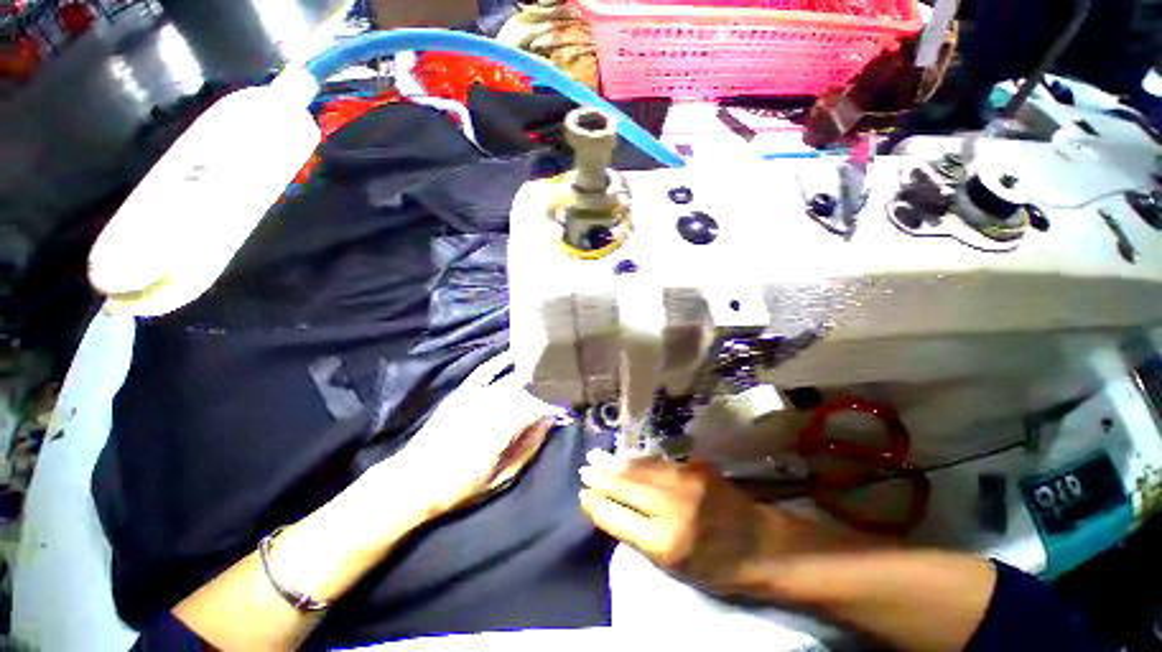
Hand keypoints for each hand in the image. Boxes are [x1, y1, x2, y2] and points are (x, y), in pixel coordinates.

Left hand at [366, 354, 555, 518]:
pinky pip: (484, 371)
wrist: (413, 481)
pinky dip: (500, 361)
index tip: (567, 400)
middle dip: (545, 386)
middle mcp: (488, 409)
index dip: (554, 401)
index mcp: (499, 433)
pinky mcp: (461, 393)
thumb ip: (528, 448)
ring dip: (530, 374)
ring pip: (509, 380)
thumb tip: (549, 423)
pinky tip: (514, 355)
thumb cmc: (459, 487)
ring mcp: (473, 398)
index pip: (535, 407)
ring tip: (546, 370)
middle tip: (561, 385)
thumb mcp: (500, 478)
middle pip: (525, 390)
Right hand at [579, 451, 778, 595]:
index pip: (616, 517)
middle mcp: (671, 507)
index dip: (597, 504)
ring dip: (616, 464)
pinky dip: (638, 460)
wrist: (762, 545)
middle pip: (624, 487)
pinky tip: (627, 458)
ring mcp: (685, 482)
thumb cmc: (717, 569)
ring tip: (598, 459)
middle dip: (600, 478)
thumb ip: (640, 538)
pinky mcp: (695, 467)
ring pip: (639, 469)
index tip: (583, 496)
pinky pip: (658, 462)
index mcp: (664, 543)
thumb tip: (611, 511)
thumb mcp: (674, 569)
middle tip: (584, 470)